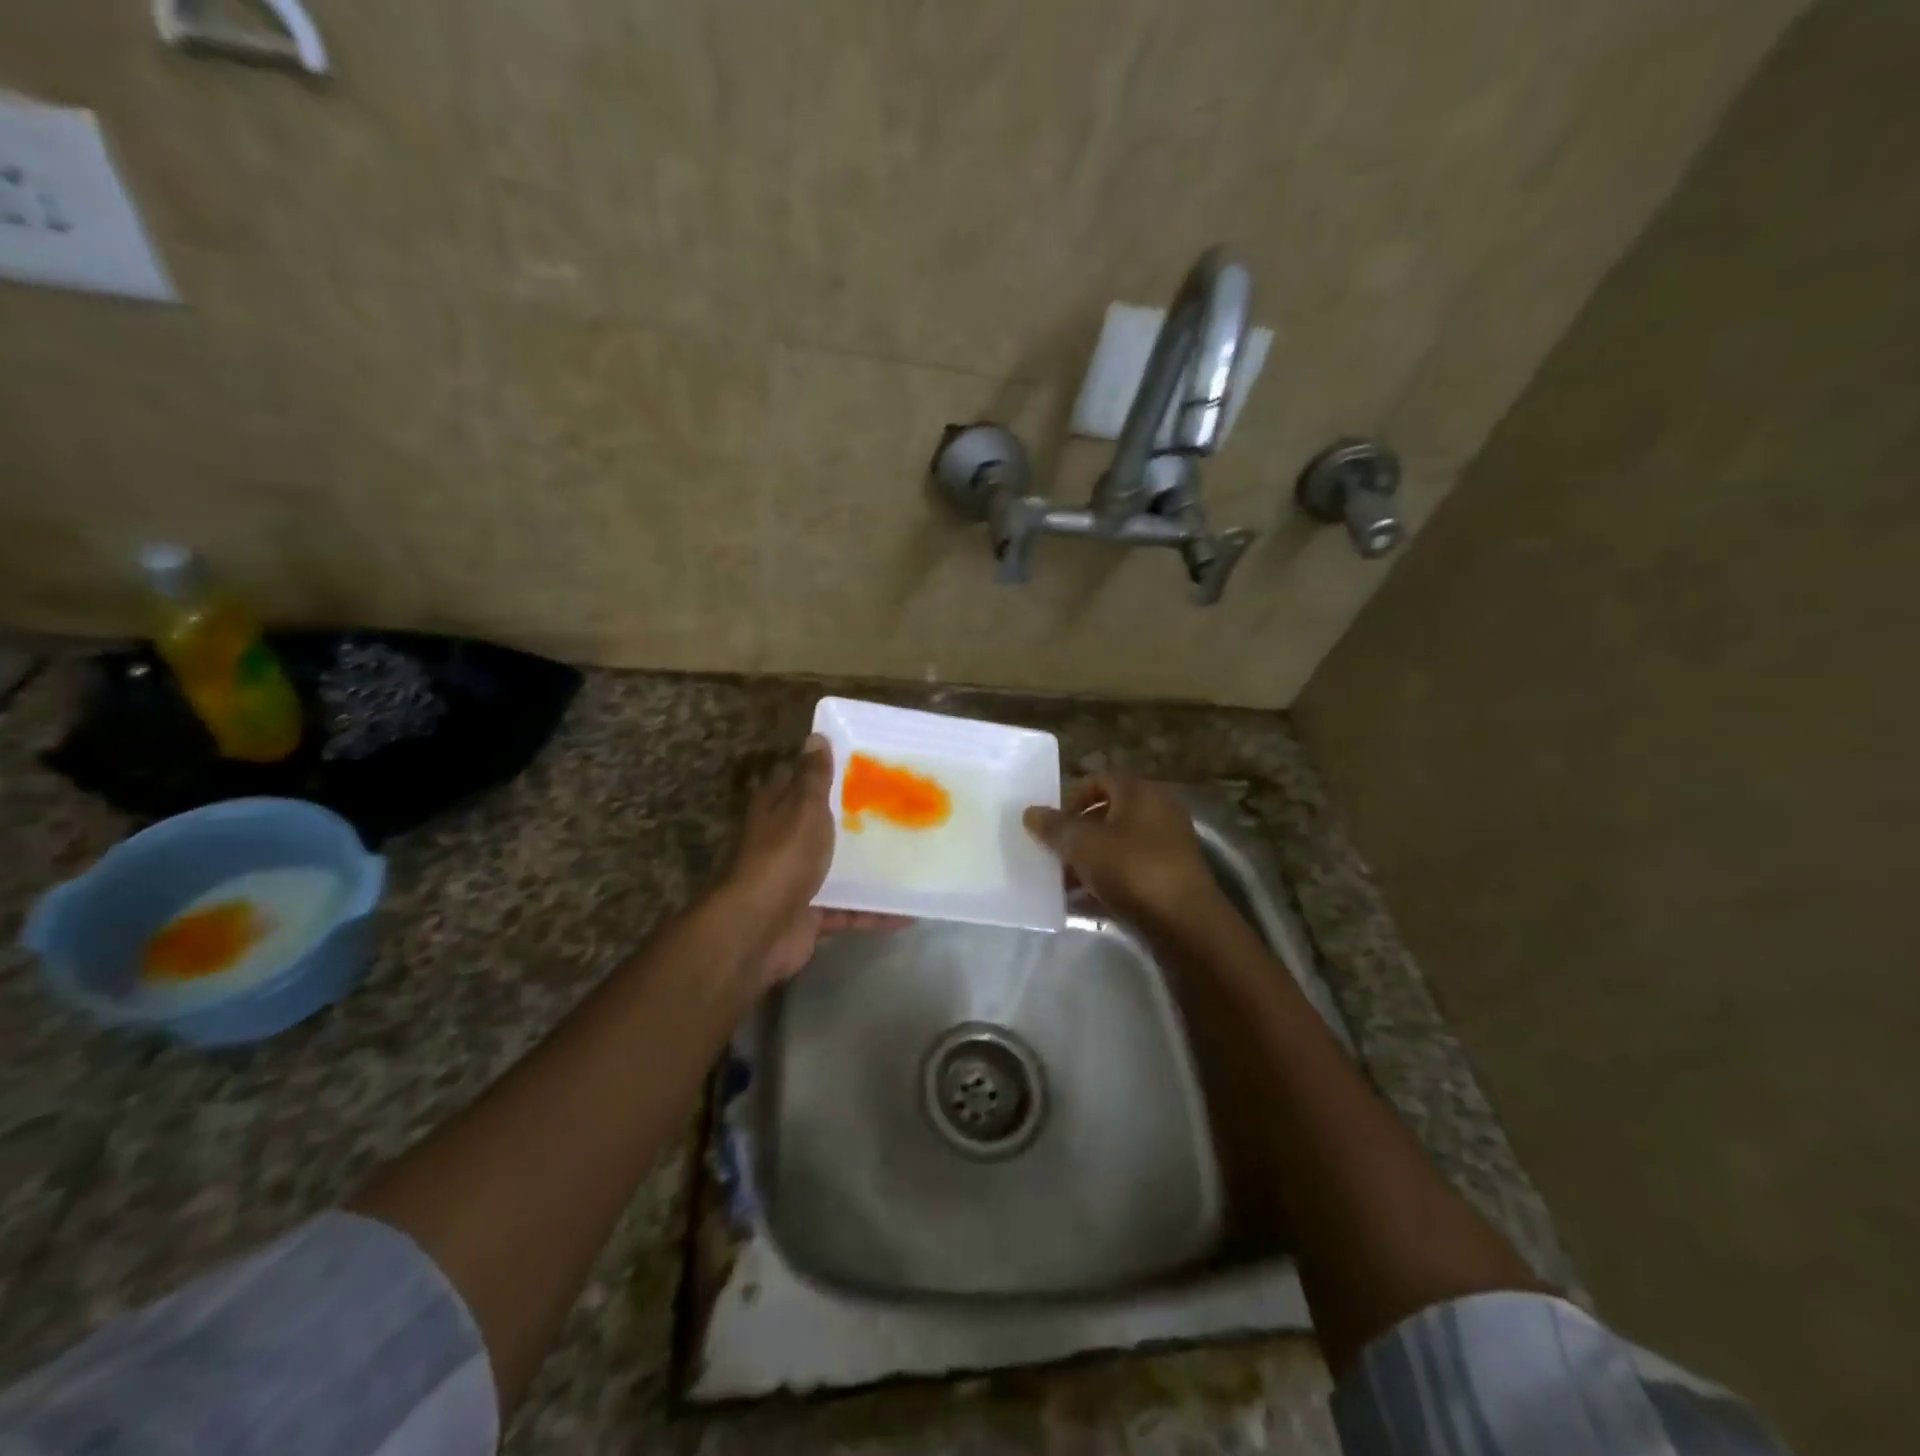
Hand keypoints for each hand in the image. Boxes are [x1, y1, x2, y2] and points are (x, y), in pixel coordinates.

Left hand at [718, 734, 902, 985]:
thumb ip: (813, 777)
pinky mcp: (811, 915)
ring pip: (838, 870)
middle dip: (857, 823)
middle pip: (824, 827)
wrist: (760, 928)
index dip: (829, 773)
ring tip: (911, 860)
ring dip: (869, 870)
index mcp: (777, 810)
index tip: (868, 768)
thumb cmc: (784, 856)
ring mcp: (797, 881)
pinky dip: (874, 912)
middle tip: (901, 811)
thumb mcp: (803, 807)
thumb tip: (815, 737)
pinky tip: (908, 912)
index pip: (801, 783)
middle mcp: (784, 843)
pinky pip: (849, 911)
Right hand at [1023, 774, 1221, 925]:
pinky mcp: (1168, 879)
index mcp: (1140, 792)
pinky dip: (1104, 882)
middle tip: (1051, 852)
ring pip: (1116, 846)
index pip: (1099, 780)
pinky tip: (1080, 902)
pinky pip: (1128, 872)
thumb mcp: (1083, 844)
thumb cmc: (1131, 869)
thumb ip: (1054, 827)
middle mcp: (1157, 812)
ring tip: (1060, 882)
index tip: (1050, 822)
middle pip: (1107, 814)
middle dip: (1075, 833)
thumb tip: (1030, 812)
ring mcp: (1166, 847)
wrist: (1184, 923)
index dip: (1070, 797)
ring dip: (1087, 861)